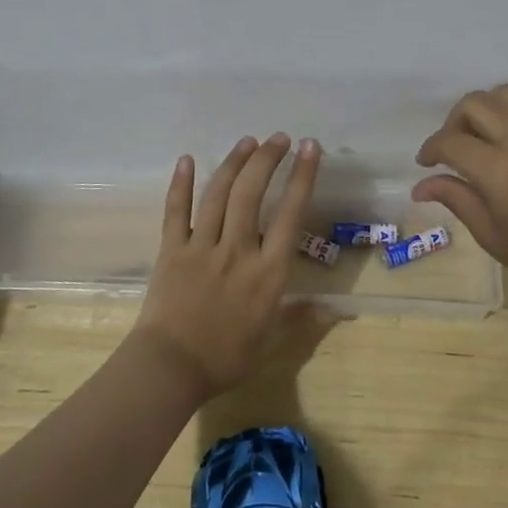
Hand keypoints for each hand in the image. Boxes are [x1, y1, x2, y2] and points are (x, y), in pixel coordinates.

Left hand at [134, 132, 321, 400]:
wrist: (169, 369)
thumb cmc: (225, 359)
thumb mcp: (271, 342)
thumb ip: (302, 318)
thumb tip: (338, 310)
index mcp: (267, 272)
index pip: (290, 214)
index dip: (302, 177)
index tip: (310, 148)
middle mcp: (237, 250)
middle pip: (251, 193)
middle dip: (267, 159)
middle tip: (279, 138)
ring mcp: (201, 246)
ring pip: (218, 194)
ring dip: (234, 163)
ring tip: (248, 141)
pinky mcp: (171, 250)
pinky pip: (175, 211)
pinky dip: (181, 184)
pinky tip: (186, 160)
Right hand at [413, 84, 507, 311]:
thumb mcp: (491, 235)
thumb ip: (456, 198)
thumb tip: (421, 186)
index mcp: (499, 169)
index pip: (450, 140)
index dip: (431, 148)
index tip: (426, 163)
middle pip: (475, 103)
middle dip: (454, 122)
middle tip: (454, 150)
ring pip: (505, 94)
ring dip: (485, 110)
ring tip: (483, 138)